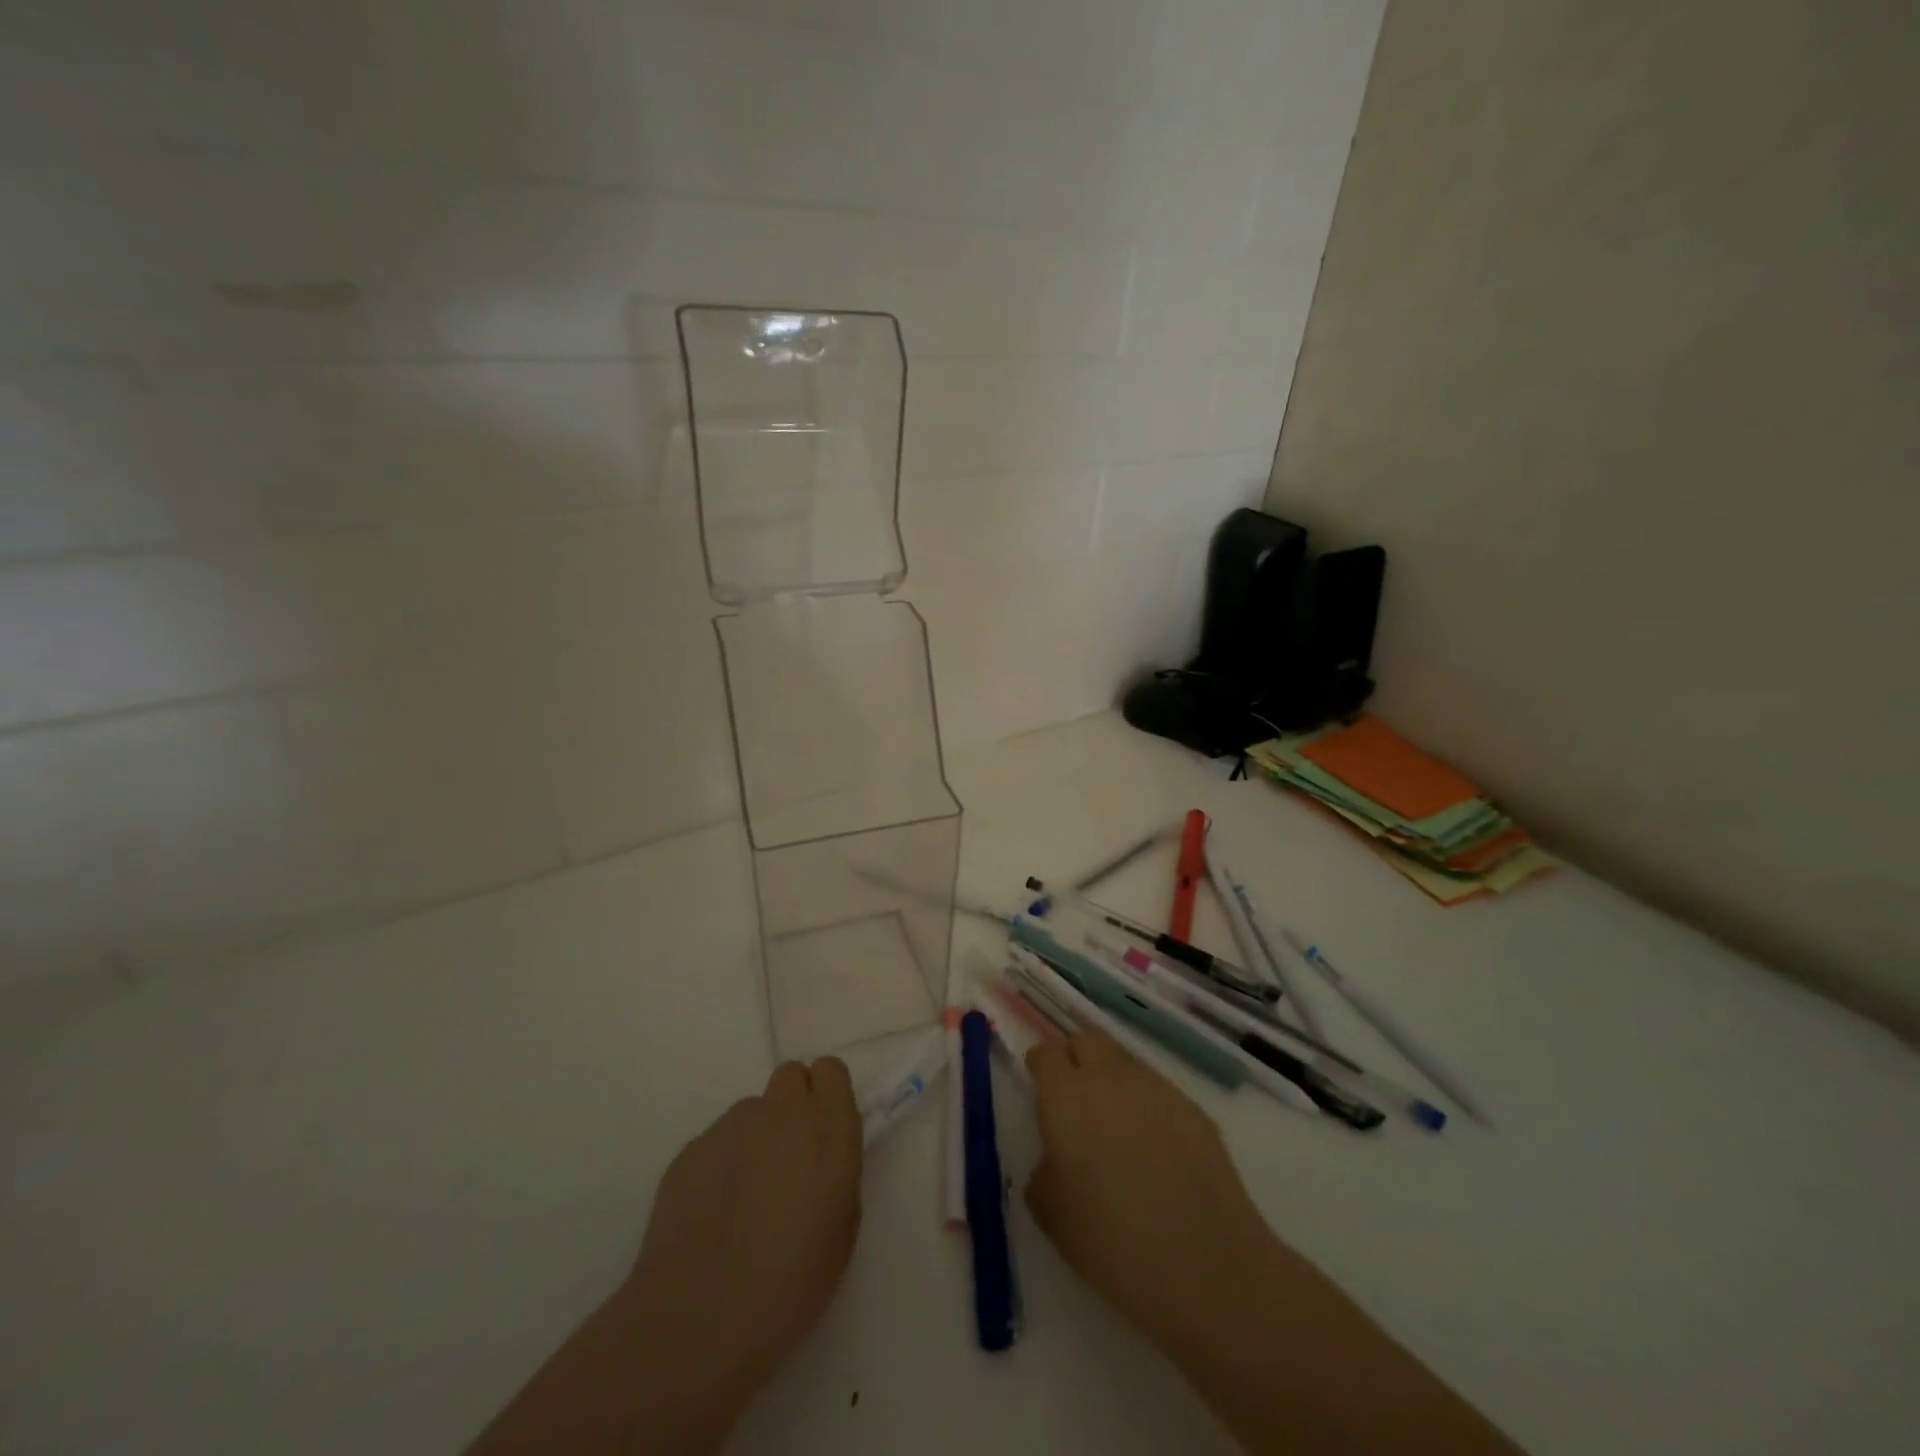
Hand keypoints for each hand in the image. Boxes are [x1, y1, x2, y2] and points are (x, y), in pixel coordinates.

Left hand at [466, 1059, 861, 1455]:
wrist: (699, 1319)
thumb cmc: (790, 1284)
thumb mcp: (842, 1231)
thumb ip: (836, 1174)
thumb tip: (818, 1158)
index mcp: (827, 1127)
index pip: (830, 1070)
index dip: (827, 1096)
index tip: (824, 1130)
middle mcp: (781, 1112)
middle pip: (790, 1076)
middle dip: (793, 1105)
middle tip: (789, 1157)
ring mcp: (731, 1125)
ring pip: (752, 1112)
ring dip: (756, 1138)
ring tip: (744, 1198)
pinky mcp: (691, 1148)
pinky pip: (717, 1142)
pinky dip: (720, 1165)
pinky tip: (712, 1214)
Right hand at [1023, 1031, 1275, 1354]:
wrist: (1208, 1269)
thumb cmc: (1115, 1247)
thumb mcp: (1055, 1220)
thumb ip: (1043, 1176)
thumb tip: (1055, 1160)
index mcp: (1066, 1097)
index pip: (1045, 1055)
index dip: (1039, 1068)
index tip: (1038, 1089)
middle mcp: (1109, 1078)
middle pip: (1086, 1042)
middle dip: (1074, 1059)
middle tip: (1072, 1098)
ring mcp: (1156, 1088)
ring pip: (1123, 1062)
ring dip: (1111, 1078)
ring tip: (1114, 1123)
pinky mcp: (1193, 1108)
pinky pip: (1157, 1089)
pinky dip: (1145, 1103)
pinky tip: (1153, 1145)